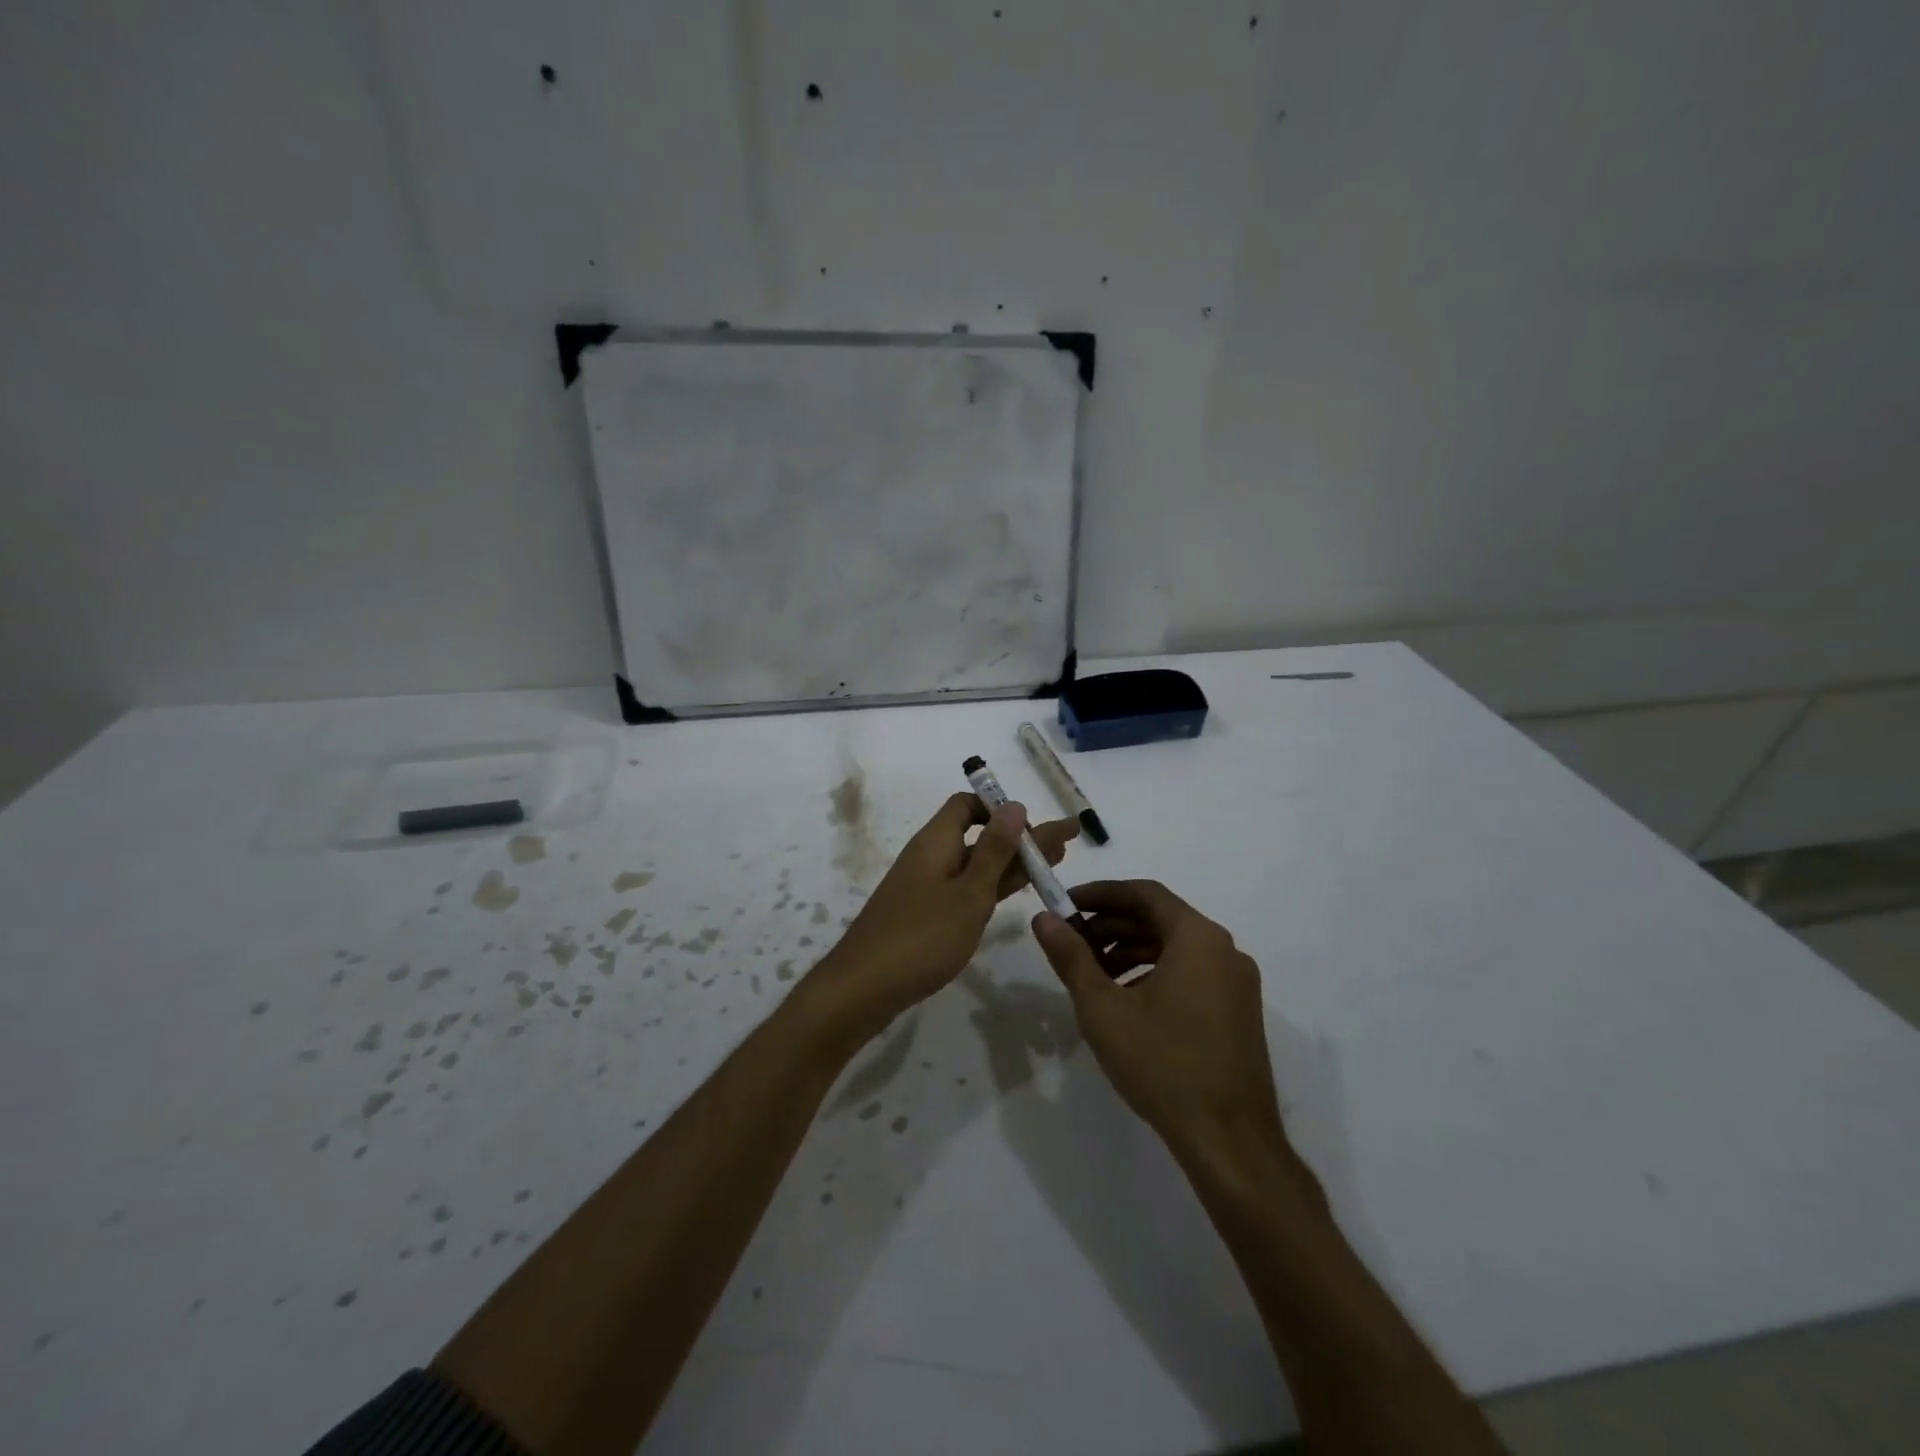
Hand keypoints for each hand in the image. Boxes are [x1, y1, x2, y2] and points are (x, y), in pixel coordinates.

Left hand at [809, 794, 1078, 1041]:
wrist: (863, 988)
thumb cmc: (921, 937)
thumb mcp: (968, 893)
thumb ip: (994, 851)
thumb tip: (1015, 805)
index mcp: (936, 841)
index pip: (967, 805)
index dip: (1000, 808)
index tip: (1033, 827)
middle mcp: (930, 856)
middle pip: (978, 834)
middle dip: (1021, 837)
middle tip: (1066, 842)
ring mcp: (926, 887)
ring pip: (975, 864)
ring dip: (1012, 861)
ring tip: (1055, 862)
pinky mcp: (925, 914)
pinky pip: (965, 887)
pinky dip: (992, 885)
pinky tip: (1014, 890)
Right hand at [1033, 880, 1290, 1173]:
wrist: (1230, 1142)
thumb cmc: (1163, 1065)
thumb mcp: (1104, 1009)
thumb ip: (1071, 957)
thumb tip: (1043, 919)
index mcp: (1198, 937)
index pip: (1144, 893)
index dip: (1100, 894)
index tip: (1065, 905)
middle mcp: (1224, 949)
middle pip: (1160, 919)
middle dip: (1112, 926)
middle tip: (1072, 941)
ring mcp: (1236, 982)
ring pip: (1175, 948)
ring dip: (1130, 952)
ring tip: (1092, 975)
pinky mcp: (1238, 1011)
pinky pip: (1191, 973)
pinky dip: (1154, 973)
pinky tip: (1127, 1002)